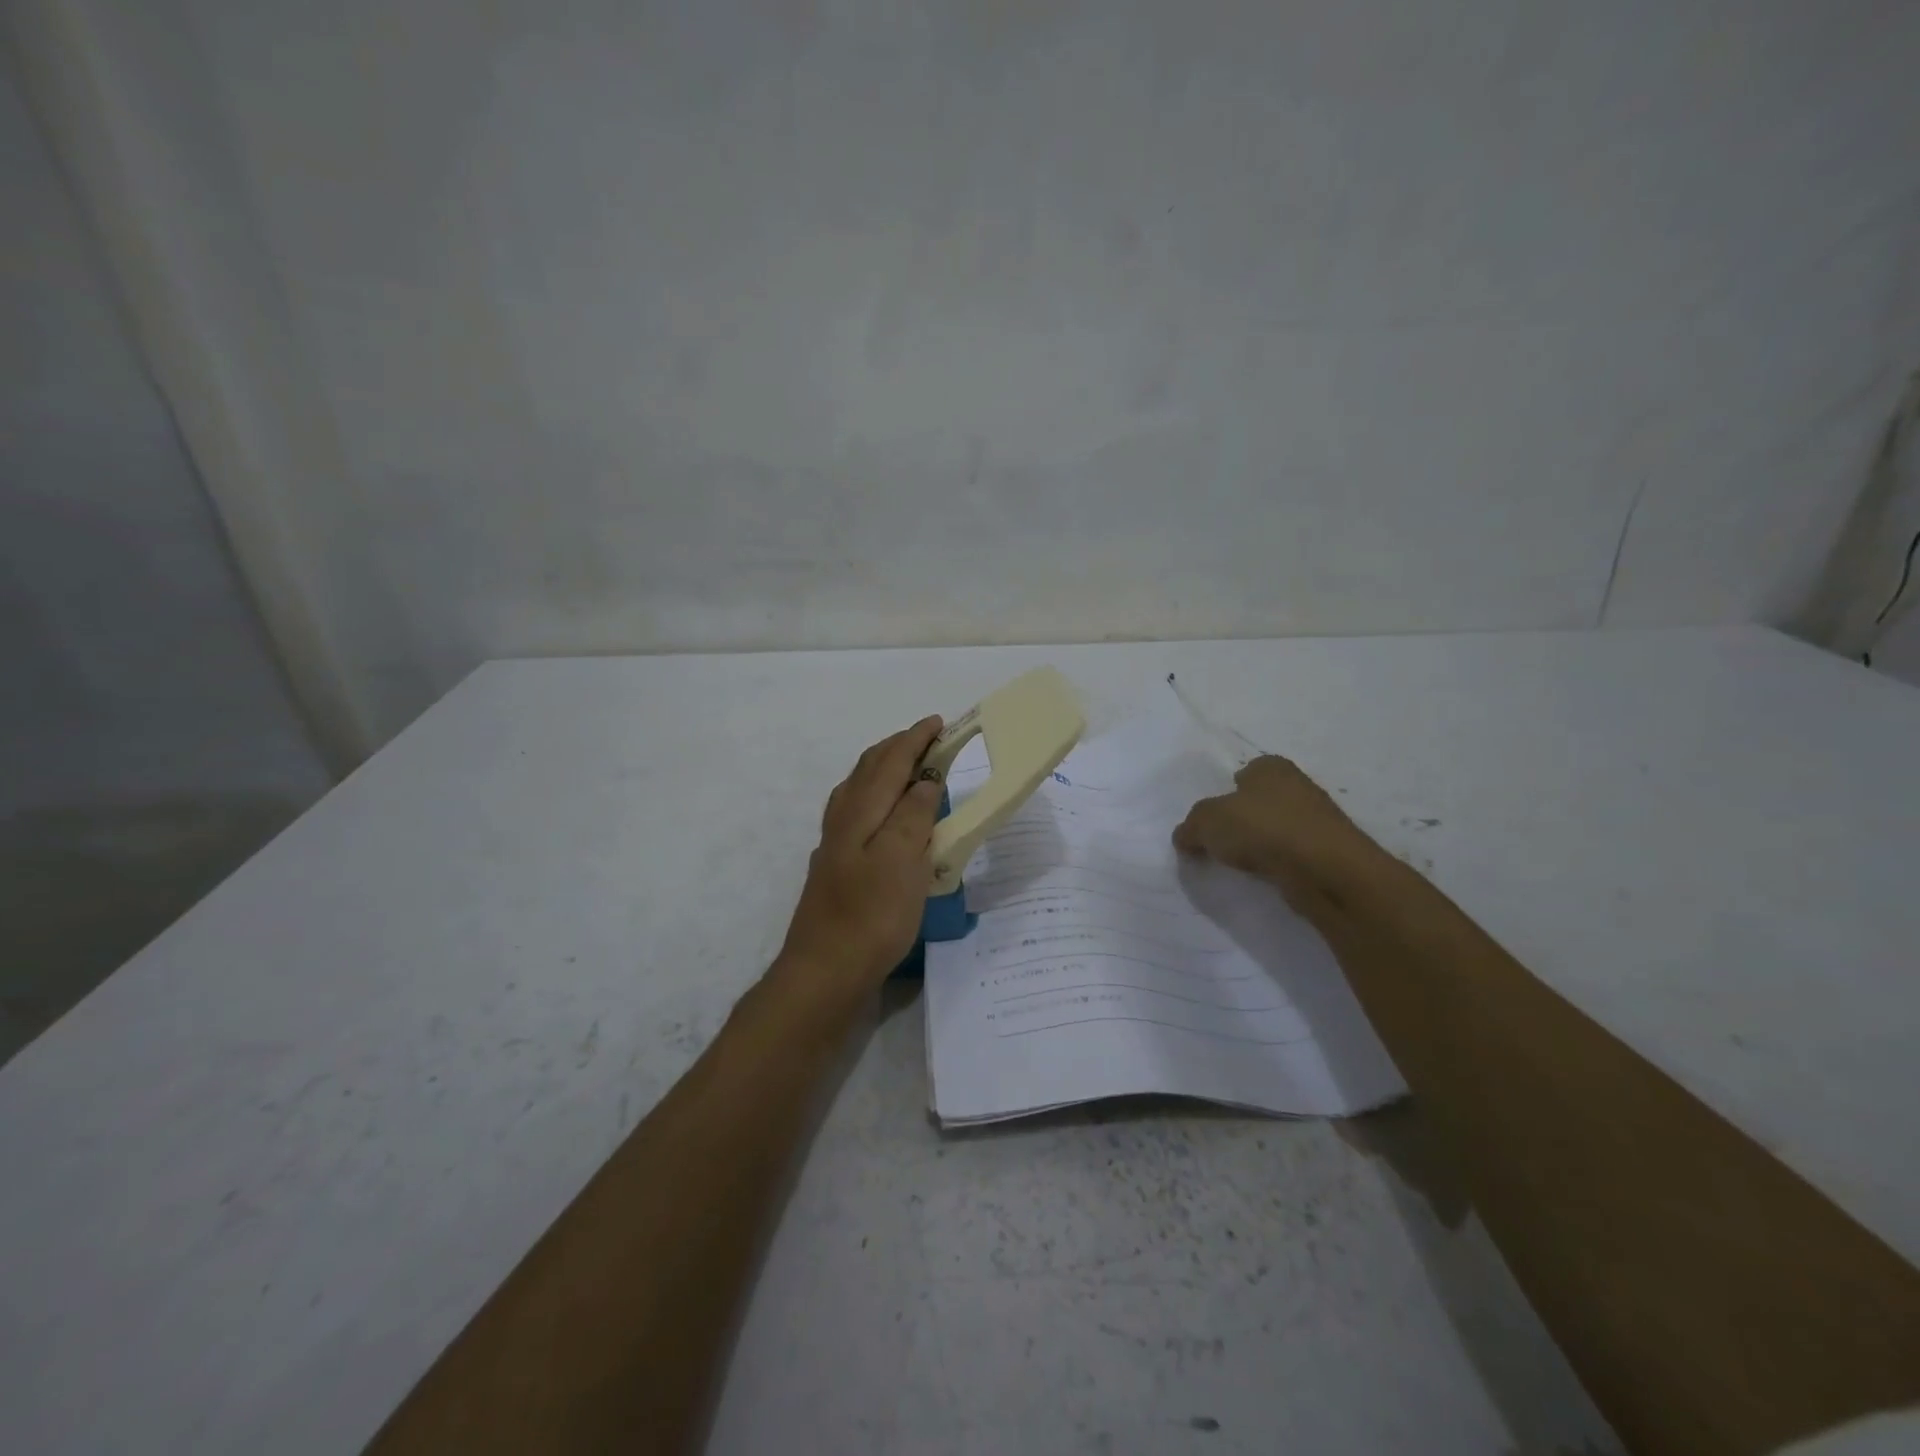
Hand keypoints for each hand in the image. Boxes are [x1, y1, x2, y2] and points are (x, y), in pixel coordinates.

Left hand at [774, 716, 945, 1005]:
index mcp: (862, 811)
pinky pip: (855, 811)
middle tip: (927, 739)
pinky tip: (881, 815)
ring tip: (908, 767)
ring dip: (883, 769)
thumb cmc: (871, 915)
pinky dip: (873, 796)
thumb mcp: (902, 860)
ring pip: (858, 789)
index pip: (891, 762)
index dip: (914, 740)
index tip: (938, 723)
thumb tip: (924, 779)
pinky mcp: (835, 866)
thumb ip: (913, 814)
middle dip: (897, 747)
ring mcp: (835, 843)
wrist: (825, 970)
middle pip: (869, 769)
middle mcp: (843, 819)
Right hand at [1173, 755, 1385, 915]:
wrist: (1324, 870)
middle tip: (1220, 841)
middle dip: (1243, 818)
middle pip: (1261, 801)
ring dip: (1261, 843)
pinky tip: (1264, 876)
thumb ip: (1190, 827)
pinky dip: (1277, 863)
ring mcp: (1317, 820)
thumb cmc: (1262, 829)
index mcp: (1271, 766)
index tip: (1213, 817)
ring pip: (1277, 828)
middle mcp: (1297, 786)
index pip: (1245, 771)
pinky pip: (1291, 854)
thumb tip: (1184, 837)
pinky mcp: (1327, 852)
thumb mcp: (1206, 821)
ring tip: (1239, 863)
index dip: (1227, 791)